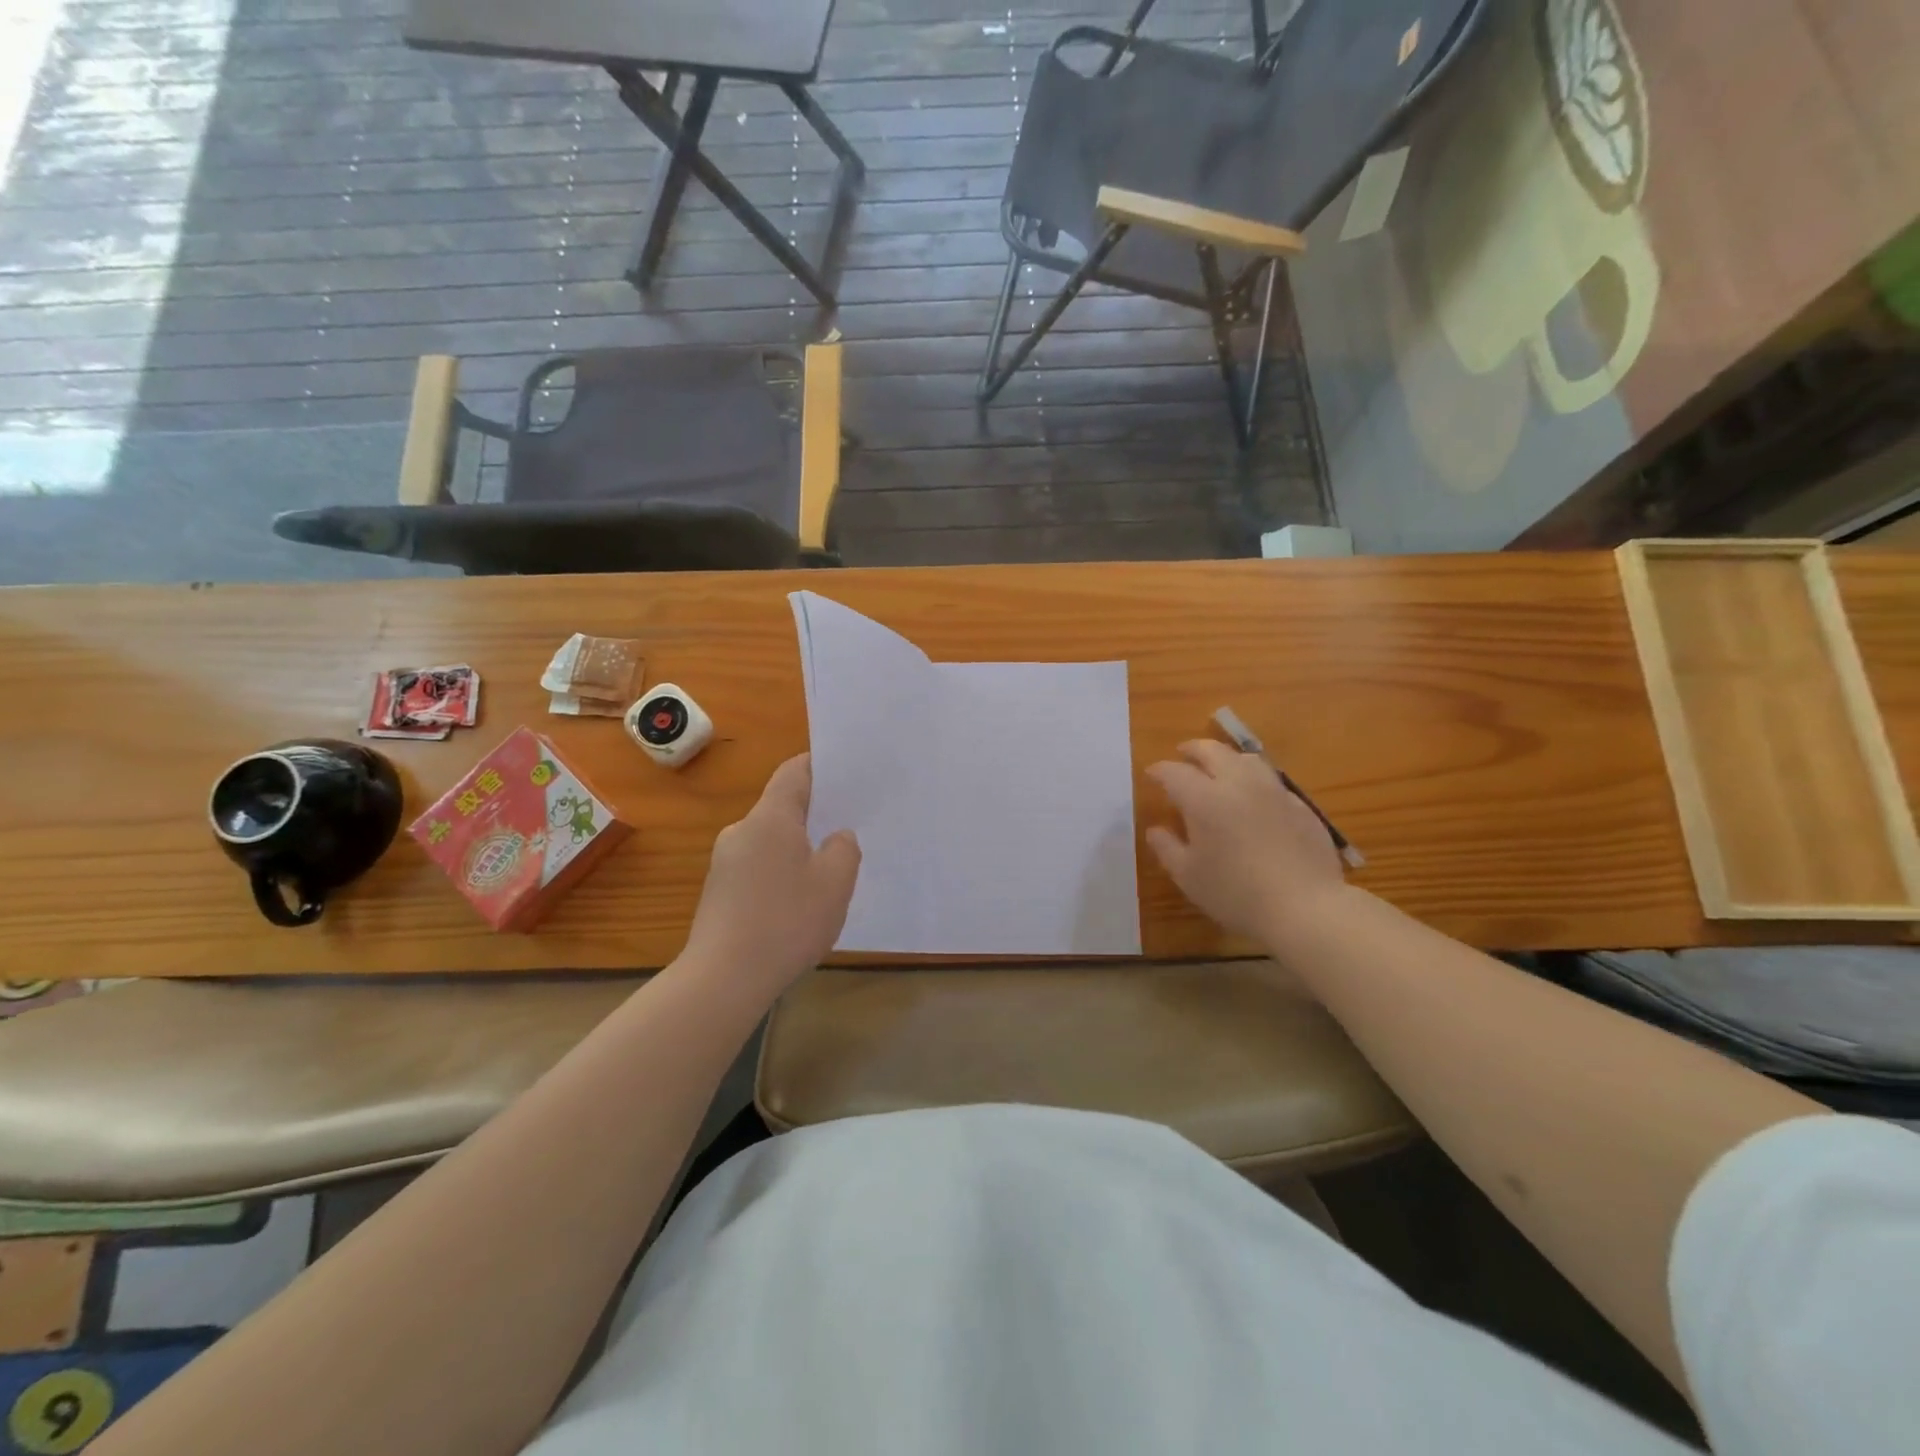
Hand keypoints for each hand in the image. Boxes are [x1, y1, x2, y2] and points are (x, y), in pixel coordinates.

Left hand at [679, 754, 860, 1004]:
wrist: (723, 979)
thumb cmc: (786, 922)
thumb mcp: (835, 884)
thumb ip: (843, 850)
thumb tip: (837, 837)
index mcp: (771, 818)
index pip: (794, 772)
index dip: (820, 766)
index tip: (846, 772)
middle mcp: (742, 831)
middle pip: (782, 807)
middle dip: (814, 814)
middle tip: (849, 826)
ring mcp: (725, 862)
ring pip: (771, 841)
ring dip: (798, 848)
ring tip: (828, 871)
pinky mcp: (719, 892)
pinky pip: (757, 867)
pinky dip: (780, 874)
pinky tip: (798, 903)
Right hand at [1146, 739, 1345, 942]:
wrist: (1305, 907)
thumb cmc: (1236, 893)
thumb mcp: (1188, 876)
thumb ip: (1167, 848)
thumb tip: (1155, 830)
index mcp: (1204, 798)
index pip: (1174, 772)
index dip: (1159, 771)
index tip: (1151, 775)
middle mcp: (1237, 784)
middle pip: (1212, 750)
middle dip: (1193, 749)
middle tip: (1182, 755)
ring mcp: (1273, 791)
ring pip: (1246, 759)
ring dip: (1226, 758)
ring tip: (1219, 768)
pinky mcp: (1299, 805)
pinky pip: (1271, 781)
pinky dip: (1254, 781)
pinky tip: (1254, 799)